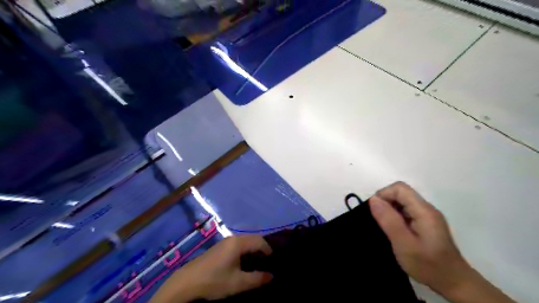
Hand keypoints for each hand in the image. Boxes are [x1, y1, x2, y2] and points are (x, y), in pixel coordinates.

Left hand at [149, 237, 270, 302]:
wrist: (187, 282)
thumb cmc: (214, 280)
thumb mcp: (238, 283)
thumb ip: (257, 279)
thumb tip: (272, 276)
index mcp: (238, 243)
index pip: (260, 241)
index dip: (269, 250)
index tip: (274, 262)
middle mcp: (233, 238)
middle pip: (253, 238)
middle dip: (262, 248)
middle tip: (268, 262)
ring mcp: (225, 241)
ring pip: (245, 241)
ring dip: (254, 249)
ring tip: (258, 263)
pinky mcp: (220, 247)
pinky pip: (238, 244)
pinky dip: (246, 250)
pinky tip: (244, 262)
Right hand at [371, 182, 512, 301]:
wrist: (453, 283)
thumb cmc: (428, 264)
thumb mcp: (404, 244)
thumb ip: (389, 220)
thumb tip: (373, 199)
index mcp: (424, 211)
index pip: (399, 188)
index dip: (383, 195)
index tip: (374, 212)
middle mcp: (426, 209)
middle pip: (401, 193)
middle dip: (385, 202)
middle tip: (378, 222)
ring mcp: (427, 216)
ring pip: (402, 202)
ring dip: (389, 210)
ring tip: (385, 228)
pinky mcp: (425, 223)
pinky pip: (406, 211)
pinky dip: (395, 217)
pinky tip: (394, 231)